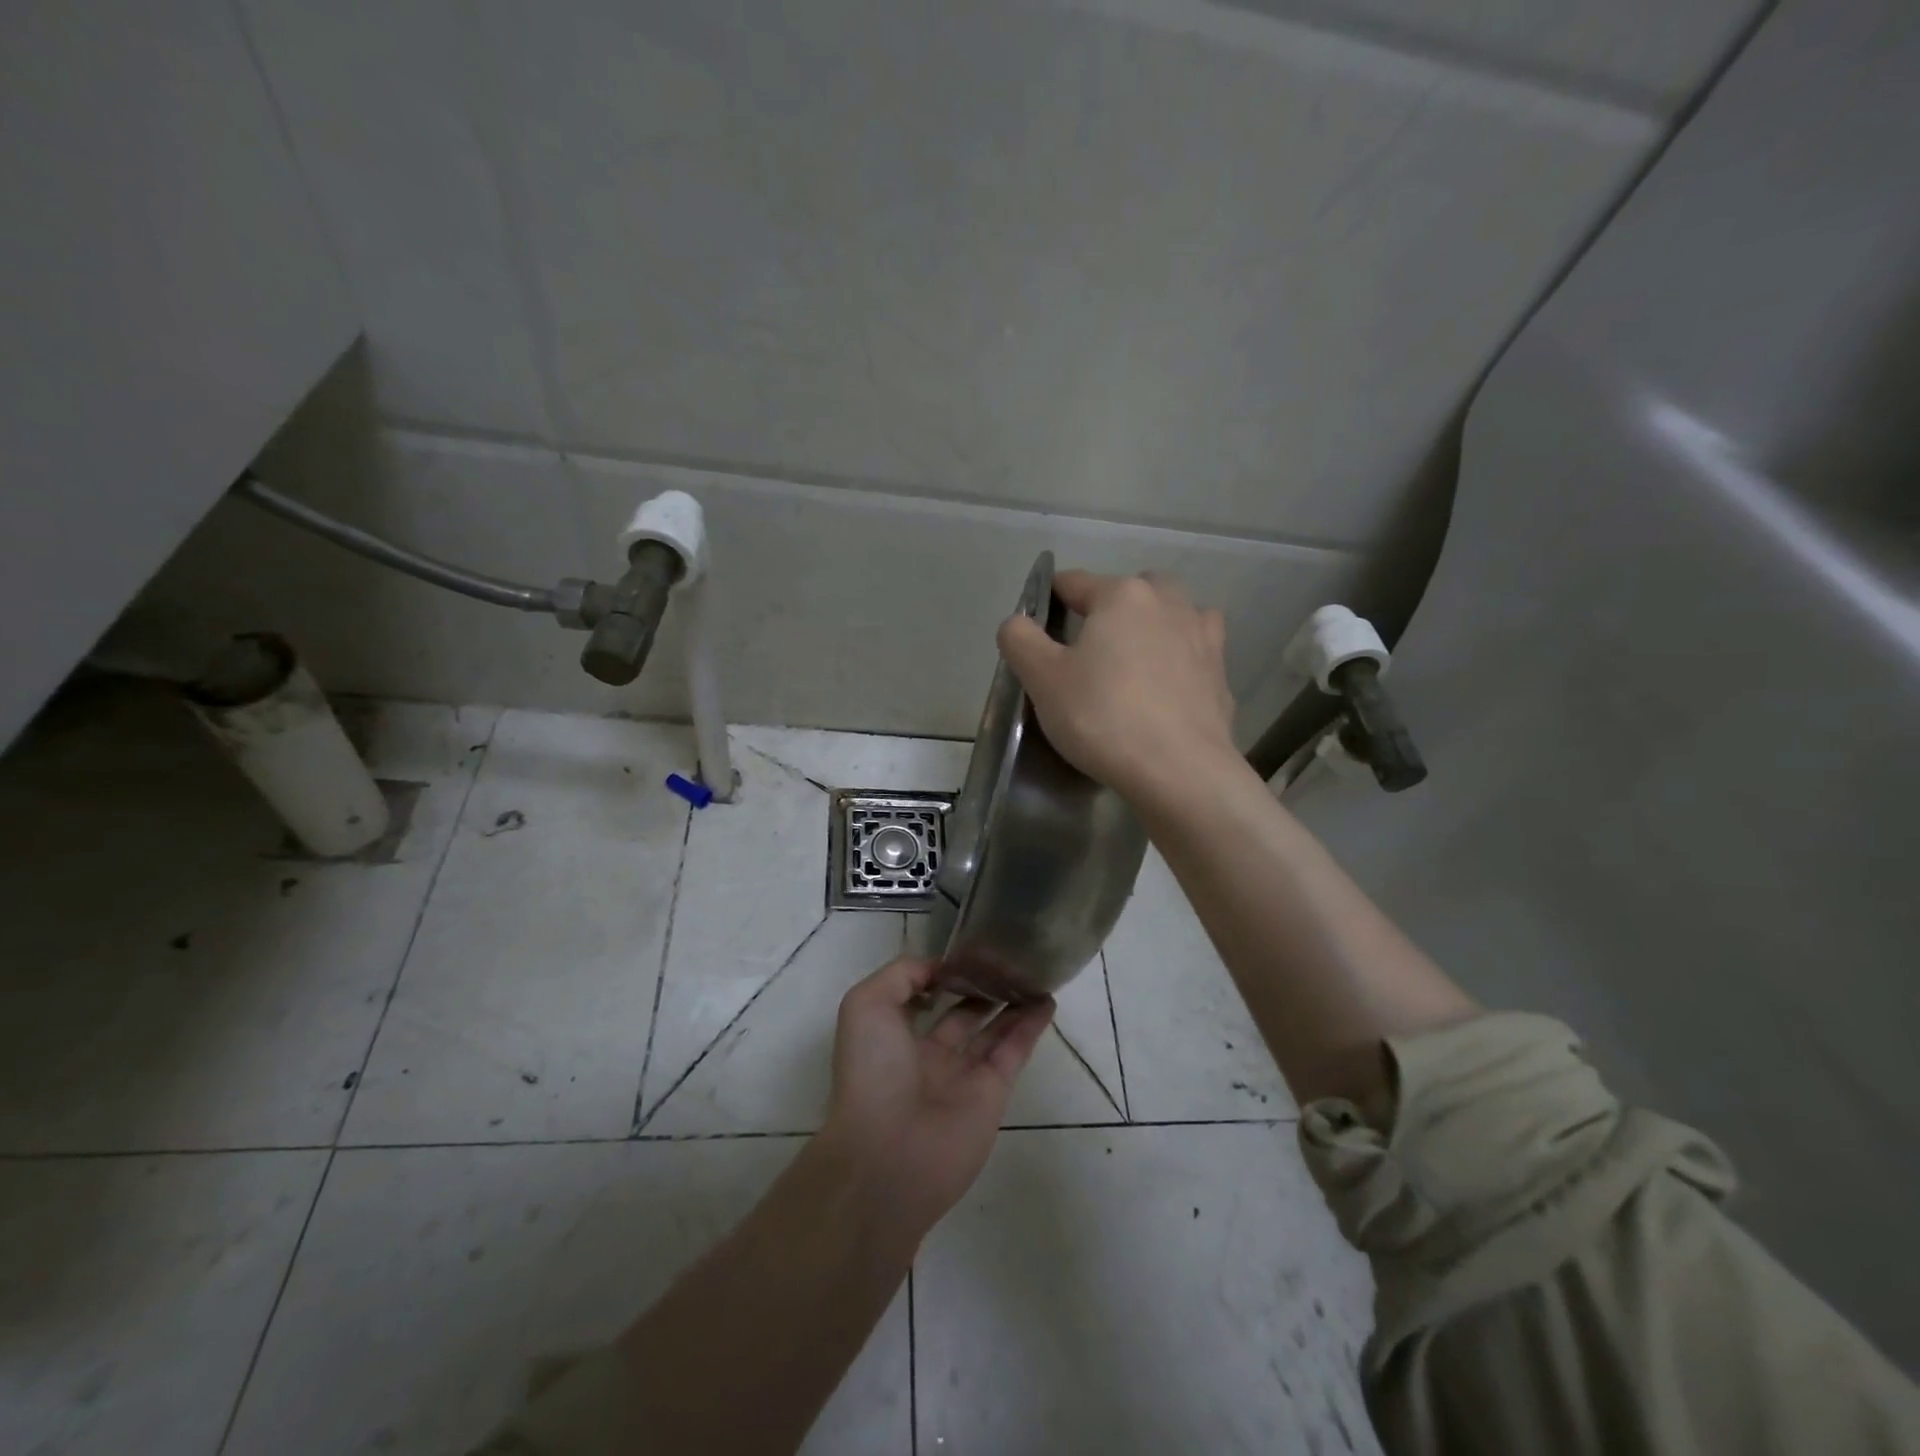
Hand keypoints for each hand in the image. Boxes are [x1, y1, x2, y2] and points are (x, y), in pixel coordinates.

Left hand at [821, 957, 1052, 1233]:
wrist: (889, 1155)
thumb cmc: (872, 1072)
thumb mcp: (866, 1005)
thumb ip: (902, 975)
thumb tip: (938, 970)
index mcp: (892, 1036)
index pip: (919, 997)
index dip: (940, 974)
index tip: (964, 950)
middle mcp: (927, 1054)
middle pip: (960, 1013)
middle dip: (979, 987)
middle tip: (1005, 958)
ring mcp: (962, 1075)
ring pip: (991, 1029)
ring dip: (1011, 1002)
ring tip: (1032, 972)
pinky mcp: (992, 1092)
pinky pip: (1014, 1050)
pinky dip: (1031, 1025)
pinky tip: (1047, 1000)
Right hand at [997, 569, 1238, 804]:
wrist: (1180, 772)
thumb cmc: (1103, 717)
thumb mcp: (1043, 679)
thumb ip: (1020, 639)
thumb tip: (1018, 622)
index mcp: (1122, 595)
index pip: (1073, 583)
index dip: (1048, 603)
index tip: (1037, 636)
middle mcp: (1169, 603)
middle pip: (1129, 593)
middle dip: (1107, 612)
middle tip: (1086, 653)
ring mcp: (1203, 637)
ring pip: (1169, 617)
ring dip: (1150, 629)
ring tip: (1130, 666)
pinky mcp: (1221, 675)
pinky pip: (1192, 655)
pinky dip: (1177, 663)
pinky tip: (1163, 692)